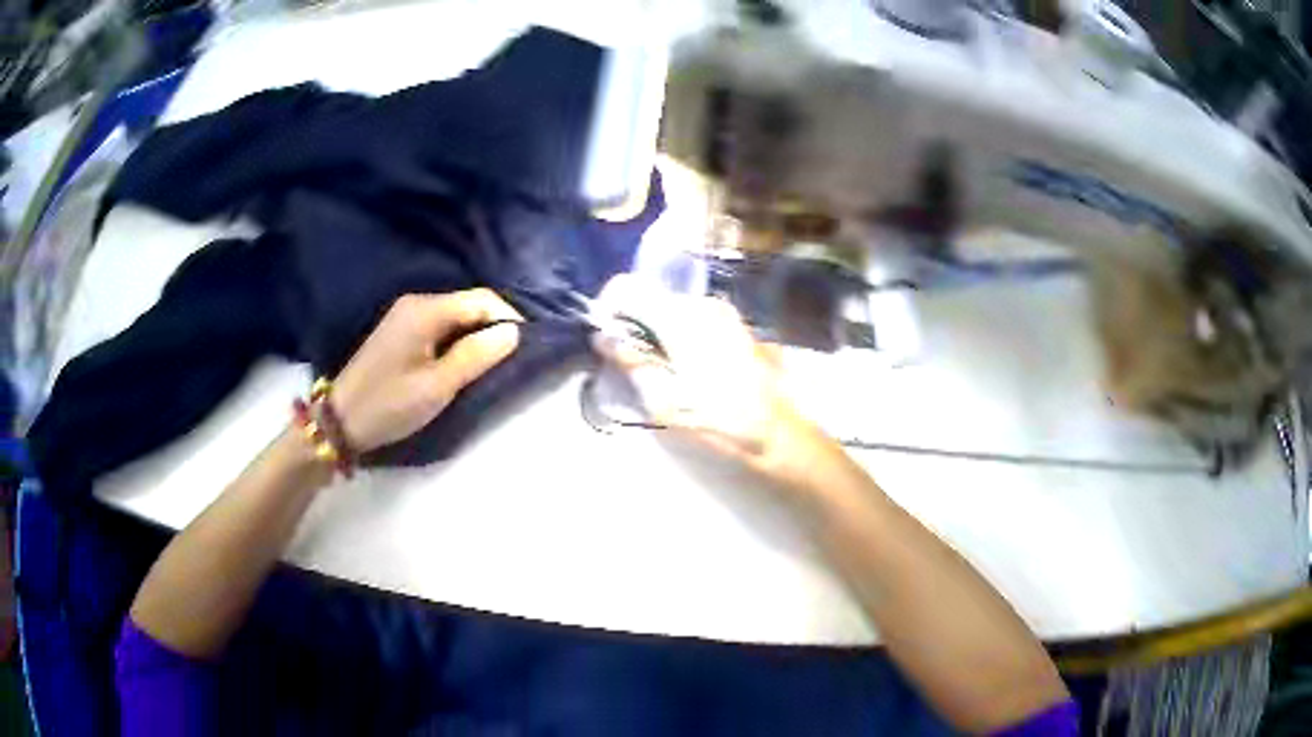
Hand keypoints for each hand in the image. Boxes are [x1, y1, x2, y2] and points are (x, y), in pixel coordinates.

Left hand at [331, 290, 522, 452]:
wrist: (341, 420)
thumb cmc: (391, 403)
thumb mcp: (439, 385)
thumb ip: (477, 355)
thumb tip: (514, 332)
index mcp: (426, 310)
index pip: (482, 299)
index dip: (509, 318)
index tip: (528, 346)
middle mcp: (416, 302)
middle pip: (469, 303)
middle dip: (494, 325)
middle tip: (514, 357)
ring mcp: (406, 315)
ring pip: (456, 315)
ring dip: (477, 333)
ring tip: (494, 361)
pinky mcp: (400, 331)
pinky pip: (440, 325)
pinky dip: (458, 338)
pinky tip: (464, 360)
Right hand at [592, 276, 851, 494]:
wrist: (776, 432)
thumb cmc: (717, 419)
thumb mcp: (663, 399)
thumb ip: (630, 360)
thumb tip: (602, 337)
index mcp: (679, 317)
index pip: (626, 287)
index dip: (608, 308)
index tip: (604, 337)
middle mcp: (701, 303)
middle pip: (651, 298)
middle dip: (634, 324)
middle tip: (632, 364)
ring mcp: (724, 313)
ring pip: (673, 310)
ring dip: (659, 332)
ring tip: (663, 372)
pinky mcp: (736, 325)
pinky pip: (696, 320)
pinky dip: (682, 336)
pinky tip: (691, 370)